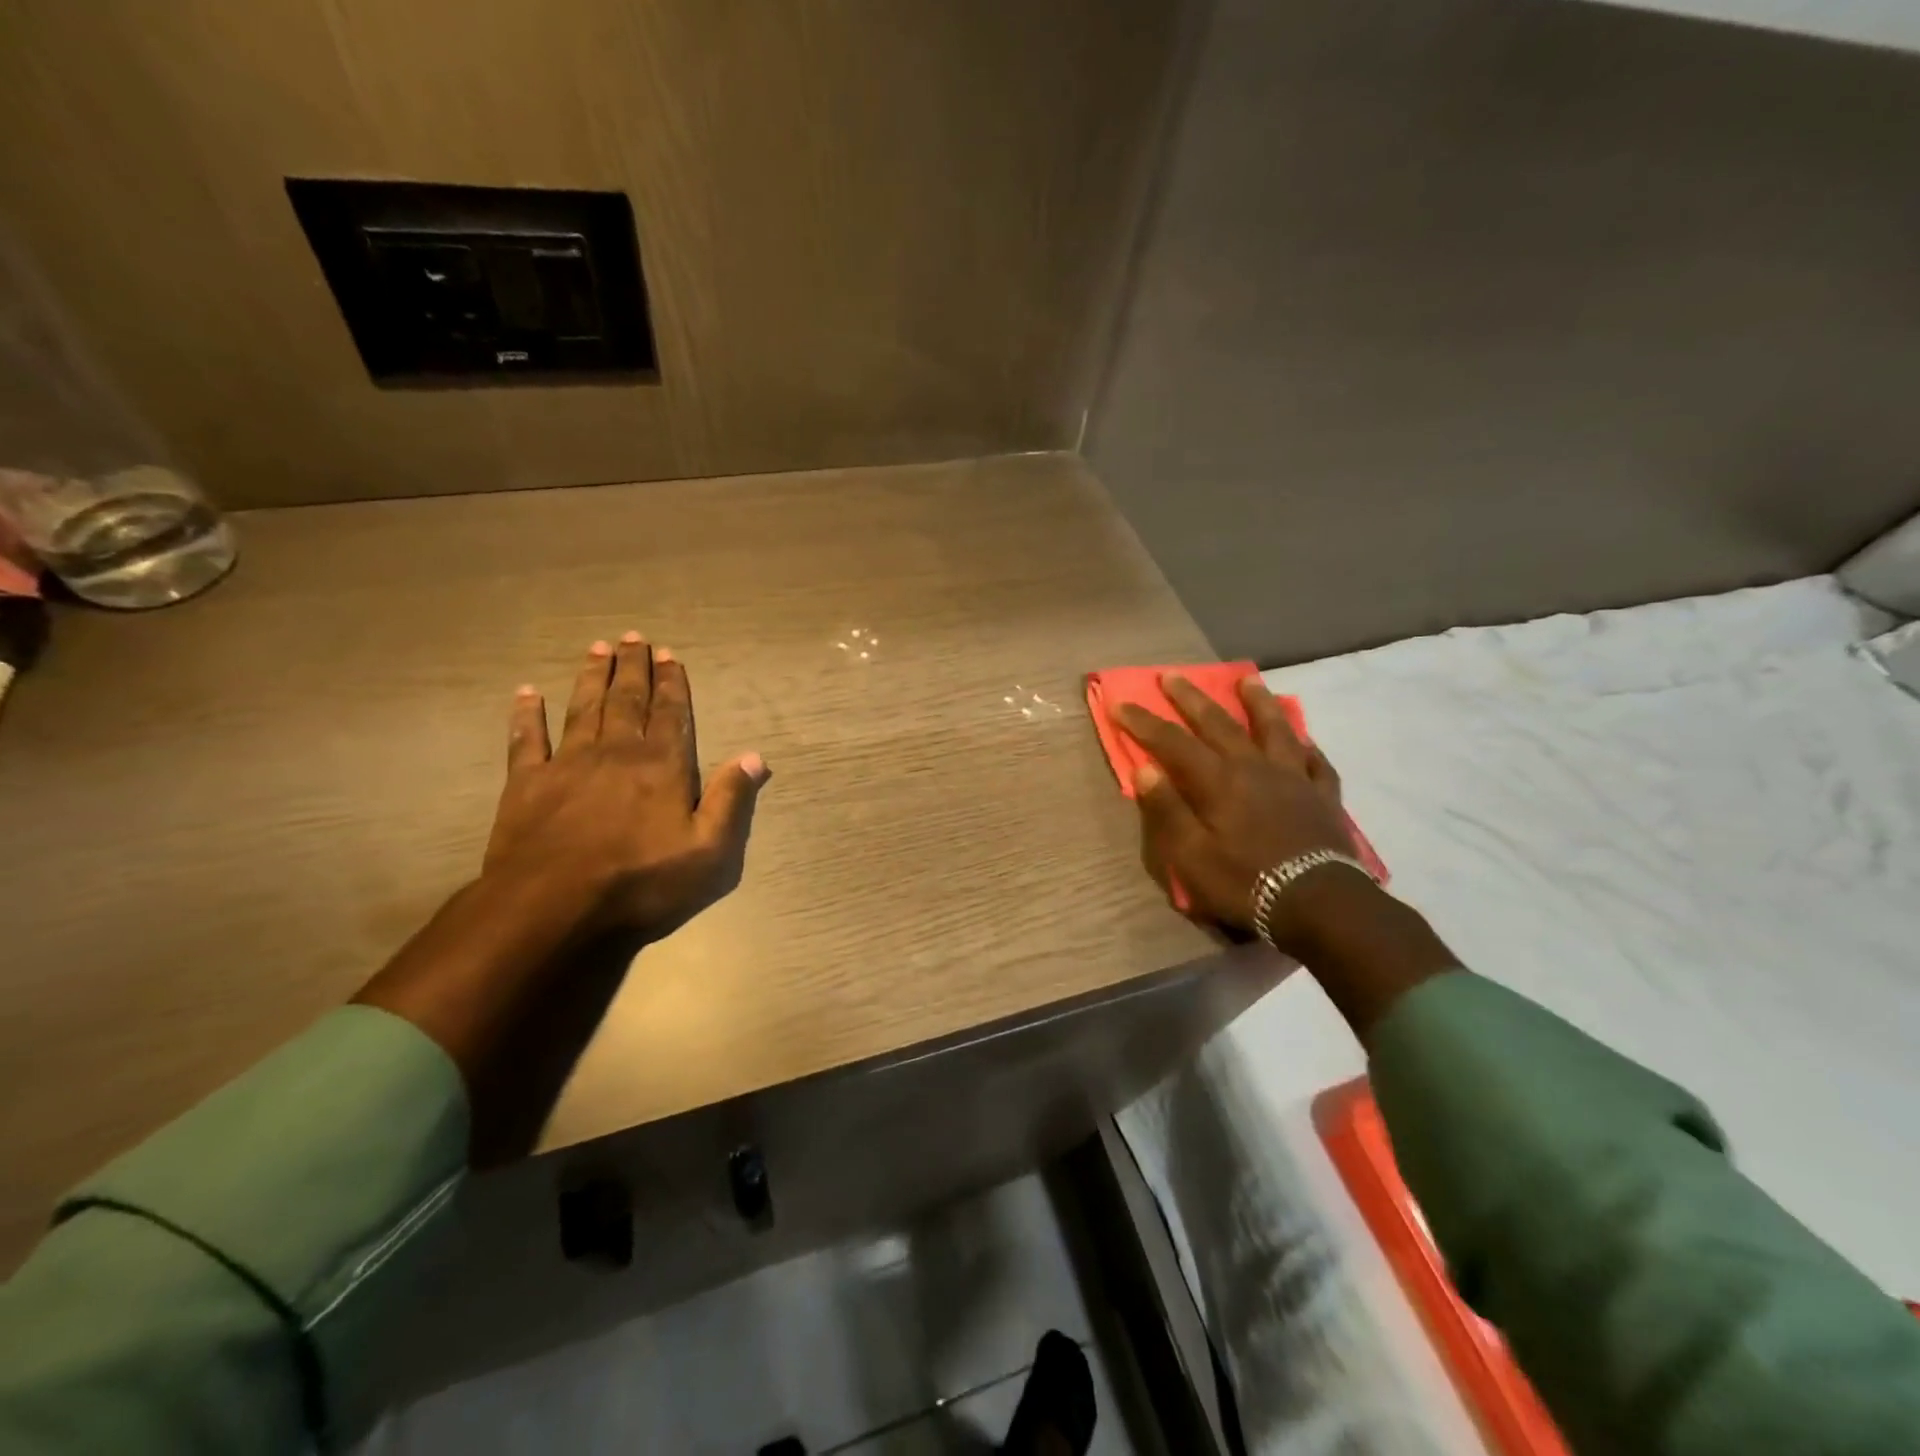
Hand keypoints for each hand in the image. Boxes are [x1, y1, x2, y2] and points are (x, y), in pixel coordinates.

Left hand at [483, 632, 769, 941]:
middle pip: (627, 701)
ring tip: (597, 648)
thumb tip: (755, 756)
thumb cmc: (641, 881)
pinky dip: (526, 715)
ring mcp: (568, 764)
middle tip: (633, 637)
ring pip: (583, 709)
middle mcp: (617, 752)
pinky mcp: (526, 784)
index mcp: (662, 765)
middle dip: (633, 668)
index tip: (669, 655)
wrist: (554, 907)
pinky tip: (526, 693)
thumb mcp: (709, 850)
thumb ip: (732, 799)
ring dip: (591, 677)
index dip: (672, 683)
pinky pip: (527, 740)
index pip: (670, 713)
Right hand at [1111, 673, 1358, 947]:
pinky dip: (1307, 747)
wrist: (1318, 903)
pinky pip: (1316, 762)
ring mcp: (1293, 777)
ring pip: (1274, 728)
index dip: (1144, 722)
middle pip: (1218, 723)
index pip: (1172, 742)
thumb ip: (1168, 810)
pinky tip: (1304, 740)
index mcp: (1217, 781)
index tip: (1120, 704)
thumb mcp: (1191, 856)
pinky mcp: (1323, 796)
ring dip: (1257, 702)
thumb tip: (1144, 769)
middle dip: (1190, 698)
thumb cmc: (1245, 882)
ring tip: (1247, 680)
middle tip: (1171, 675)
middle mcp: (1254, 767)